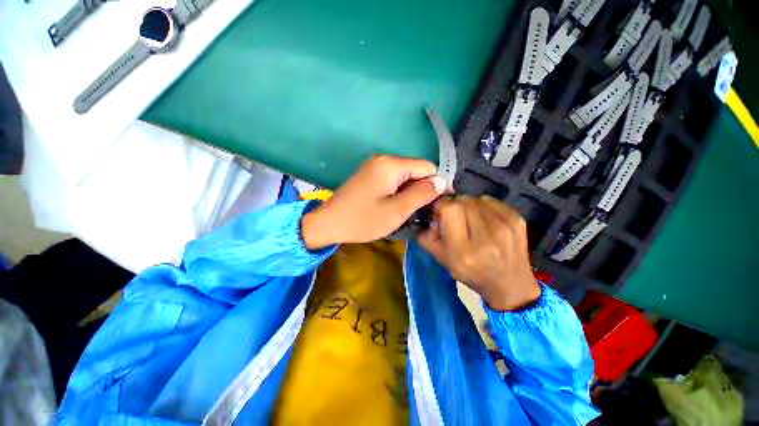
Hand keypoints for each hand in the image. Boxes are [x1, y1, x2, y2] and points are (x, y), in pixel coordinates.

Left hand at [301, 155, 446, 248]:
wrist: (328, 223)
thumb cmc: (362, 220)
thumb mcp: (396, 211)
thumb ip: (421, 194)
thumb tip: (441, 181)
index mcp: (391, 164)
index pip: (427, 166)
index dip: (436, 183)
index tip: (438, 204)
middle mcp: (384, 158)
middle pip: (416, 169)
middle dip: (423, 188)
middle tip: (421, 211)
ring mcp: (375, 165)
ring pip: (405, 174)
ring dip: (411, 190)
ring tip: (408, 210)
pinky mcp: (370, 173)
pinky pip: (394, 177)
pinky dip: (400, 190)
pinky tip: (395, 204)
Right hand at [418, 196, 540, 310]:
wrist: (511, 285)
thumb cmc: (472, 274)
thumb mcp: (442, 260)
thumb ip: (427, 237)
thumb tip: (426, 215)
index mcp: (464, 250)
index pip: (449, 209)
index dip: (440, 206)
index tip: (439, 213)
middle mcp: (486, 236)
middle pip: (462, 201)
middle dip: (453, 205)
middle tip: (453, 217)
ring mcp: (505, 226)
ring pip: (475, 199)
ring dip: (467, 206)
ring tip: (470, 220)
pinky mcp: (517, 219)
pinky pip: (490, 201)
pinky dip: (482, 206)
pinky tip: (484, 220)